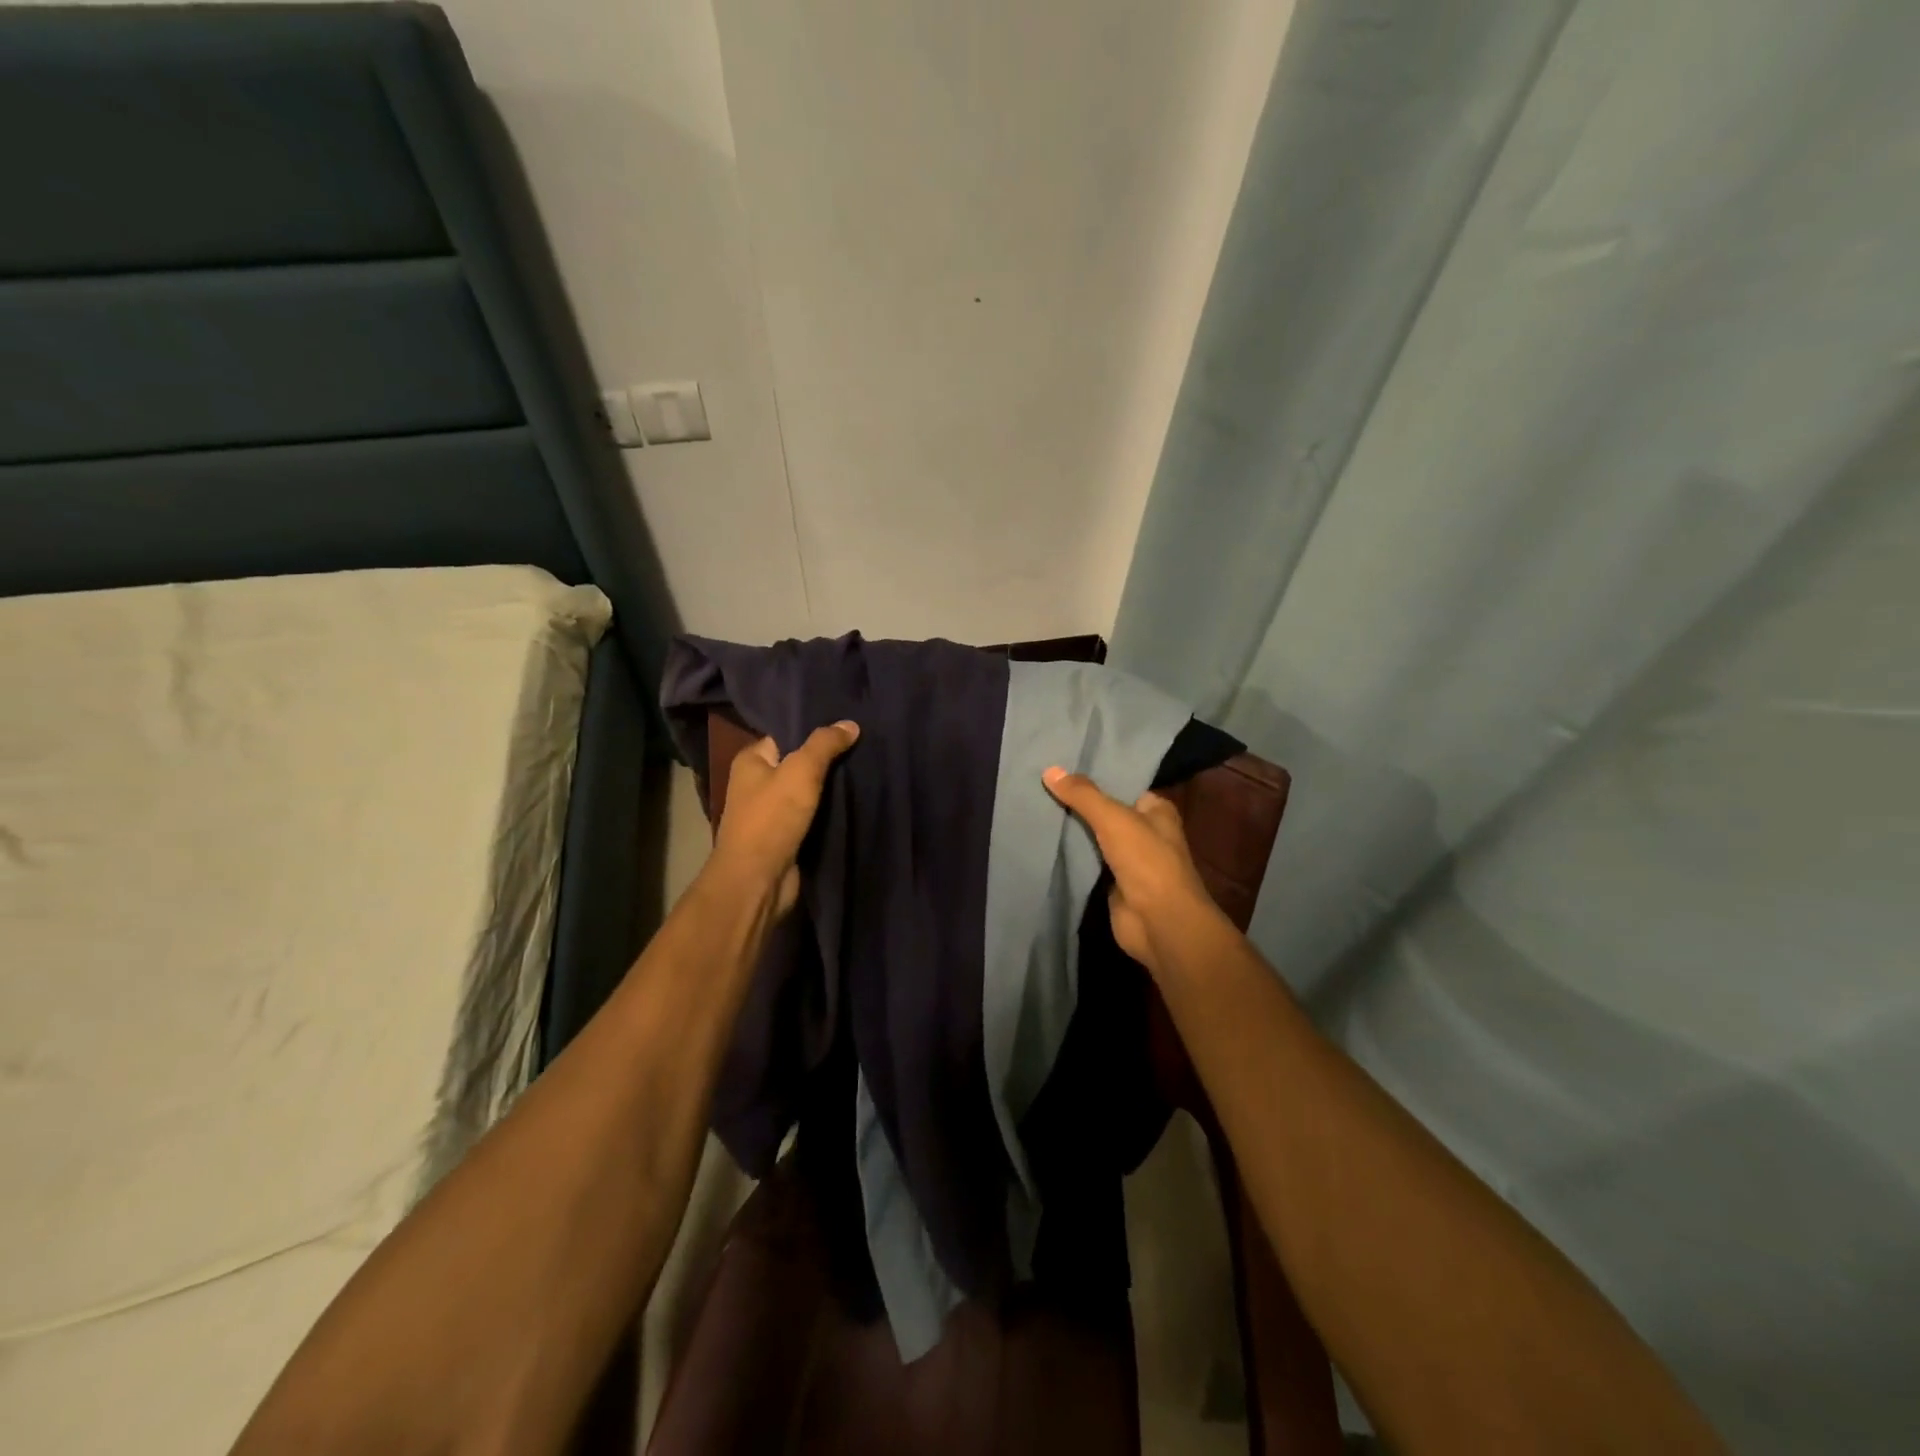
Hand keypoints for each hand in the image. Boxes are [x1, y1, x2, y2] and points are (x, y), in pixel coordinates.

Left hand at [712, 721, 859, 915]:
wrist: (758, 881)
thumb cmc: (771, 819)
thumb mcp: (800, 771)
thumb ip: (825, 744)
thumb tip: (850, 724)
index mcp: (752, 761)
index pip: (787, 735)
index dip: (815, 729)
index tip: (849, 724)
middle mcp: (759, 783)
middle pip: (801, 763)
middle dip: (830, 758)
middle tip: (866, 745)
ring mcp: (774, 812)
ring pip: (811, 791)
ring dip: (835, 787)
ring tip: (870, 768)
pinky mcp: (789, 836)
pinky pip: (816, 816)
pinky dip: (834, 811)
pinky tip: (860, 800)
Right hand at [1042, 765, 1221, 978]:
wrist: (1159, 922)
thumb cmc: (1146, 861)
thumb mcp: (1113, 818)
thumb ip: (1083, 795)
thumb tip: (1049, 770)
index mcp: (1156, 811)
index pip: (1122, 786)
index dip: (1095, 778)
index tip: (1061, 768)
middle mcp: (1146, 832)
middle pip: (1105, 812)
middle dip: (1078, 804)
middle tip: (1040, 787)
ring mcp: (1129, 860)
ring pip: (1094, 838)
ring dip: (1071, 831)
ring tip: (1035, 808)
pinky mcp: (1113, 884)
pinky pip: (1087, 863)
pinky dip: (1070, 856)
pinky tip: (1043, 842)